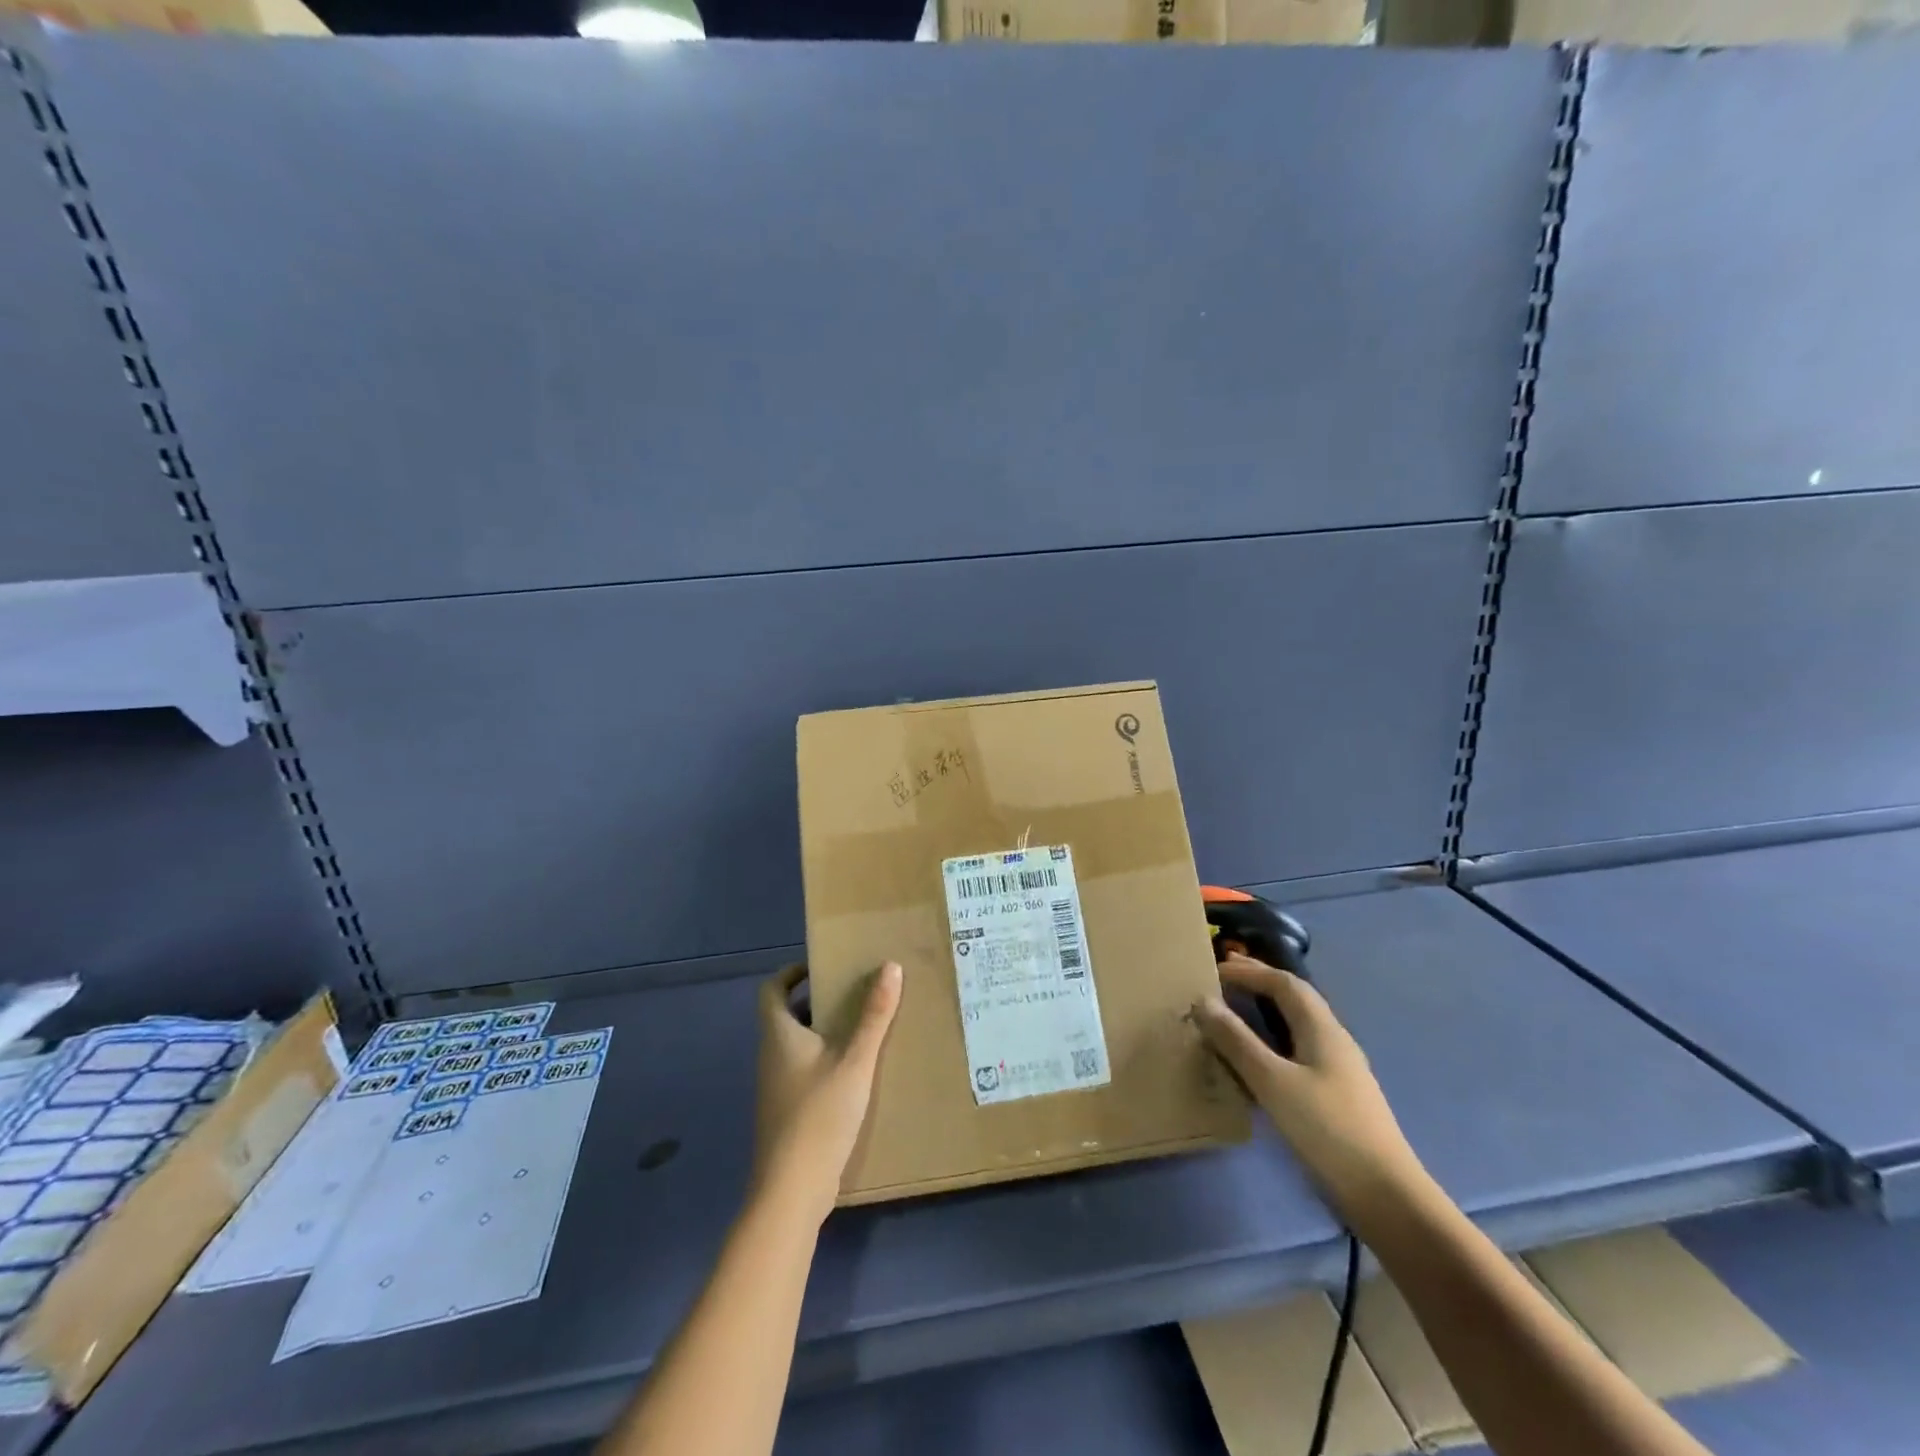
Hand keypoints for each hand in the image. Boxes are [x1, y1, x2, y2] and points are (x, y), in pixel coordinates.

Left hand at [752, 961, 902, 1225]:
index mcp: (779, 1035)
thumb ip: (874, 1016)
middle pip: (787, 1015)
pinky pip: (804, 1071)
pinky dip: (825, 1061)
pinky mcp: (787, 1113)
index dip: (791, 973)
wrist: (792, 1191)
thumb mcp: (855, 1061)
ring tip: (863, 1027)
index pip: (771, 989)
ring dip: (824, 1032)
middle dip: (817, 1001)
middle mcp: (771, 1056)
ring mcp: (776, 1087)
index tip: (823, 966)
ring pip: (797, 1045)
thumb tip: (890, 966)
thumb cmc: (819, 1115)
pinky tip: (856, 1073)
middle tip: (854, 992)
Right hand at [1192, 955, 1424, 1231]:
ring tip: (1233, 1015)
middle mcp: (1334, 1040)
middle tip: (1222, 981)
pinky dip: (1272, 1042)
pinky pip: (1298, 1052)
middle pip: (1295, 999)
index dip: (1250, 971)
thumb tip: (1203, 1000)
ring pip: (1297, 1026)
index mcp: (1322, 1029)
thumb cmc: (1327, 1129)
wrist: (1385, 1195)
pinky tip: (1258, 1062)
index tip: (1214, 969)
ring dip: (1266, 1012)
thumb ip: (1236, 1040)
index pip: (1284, 983)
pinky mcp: (1337, 1096)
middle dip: (1259, 984)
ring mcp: (1339, 1070)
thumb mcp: (1272, 1081)